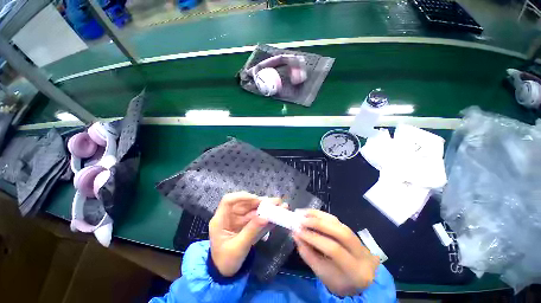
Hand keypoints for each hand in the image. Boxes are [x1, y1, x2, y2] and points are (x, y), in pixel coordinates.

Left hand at [209, 192, 279, 276]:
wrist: (226, 273)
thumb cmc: (226, 261)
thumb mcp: (238, 248)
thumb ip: (251, 231)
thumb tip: (265, 217)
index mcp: (221, 220)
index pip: (229, 200)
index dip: (242, 197)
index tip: (257, 199)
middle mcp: (230, 216)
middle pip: (245, 203)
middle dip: (260, 202)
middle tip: (275, 202)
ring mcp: (239, 220)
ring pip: (253, 209)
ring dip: (266, 208)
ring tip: (280, 206)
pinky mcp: (246, 224)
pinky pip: (257, 218)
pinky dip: (267, 217)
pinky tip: (277, 215)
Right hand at [293, 210, 379, 296]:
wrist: (359, 277)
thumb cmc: (339, 281)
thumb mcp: (322, 274)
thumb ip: (308, 254)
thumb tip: (295, 235)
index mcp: (355, 270)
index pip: (334, 249)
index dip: (314, 238)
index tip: (297, 231)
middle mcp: (360, 252)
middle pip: (339, 232)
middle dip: (317, 223)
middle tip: (300, 220)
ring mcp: (357, 238)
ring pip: (337, 222)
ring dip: (318, 216)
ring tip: (303, 213)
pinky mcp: (351, 230)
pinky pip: (335, 219)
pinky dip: (321, 215)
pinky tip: (311, 213)